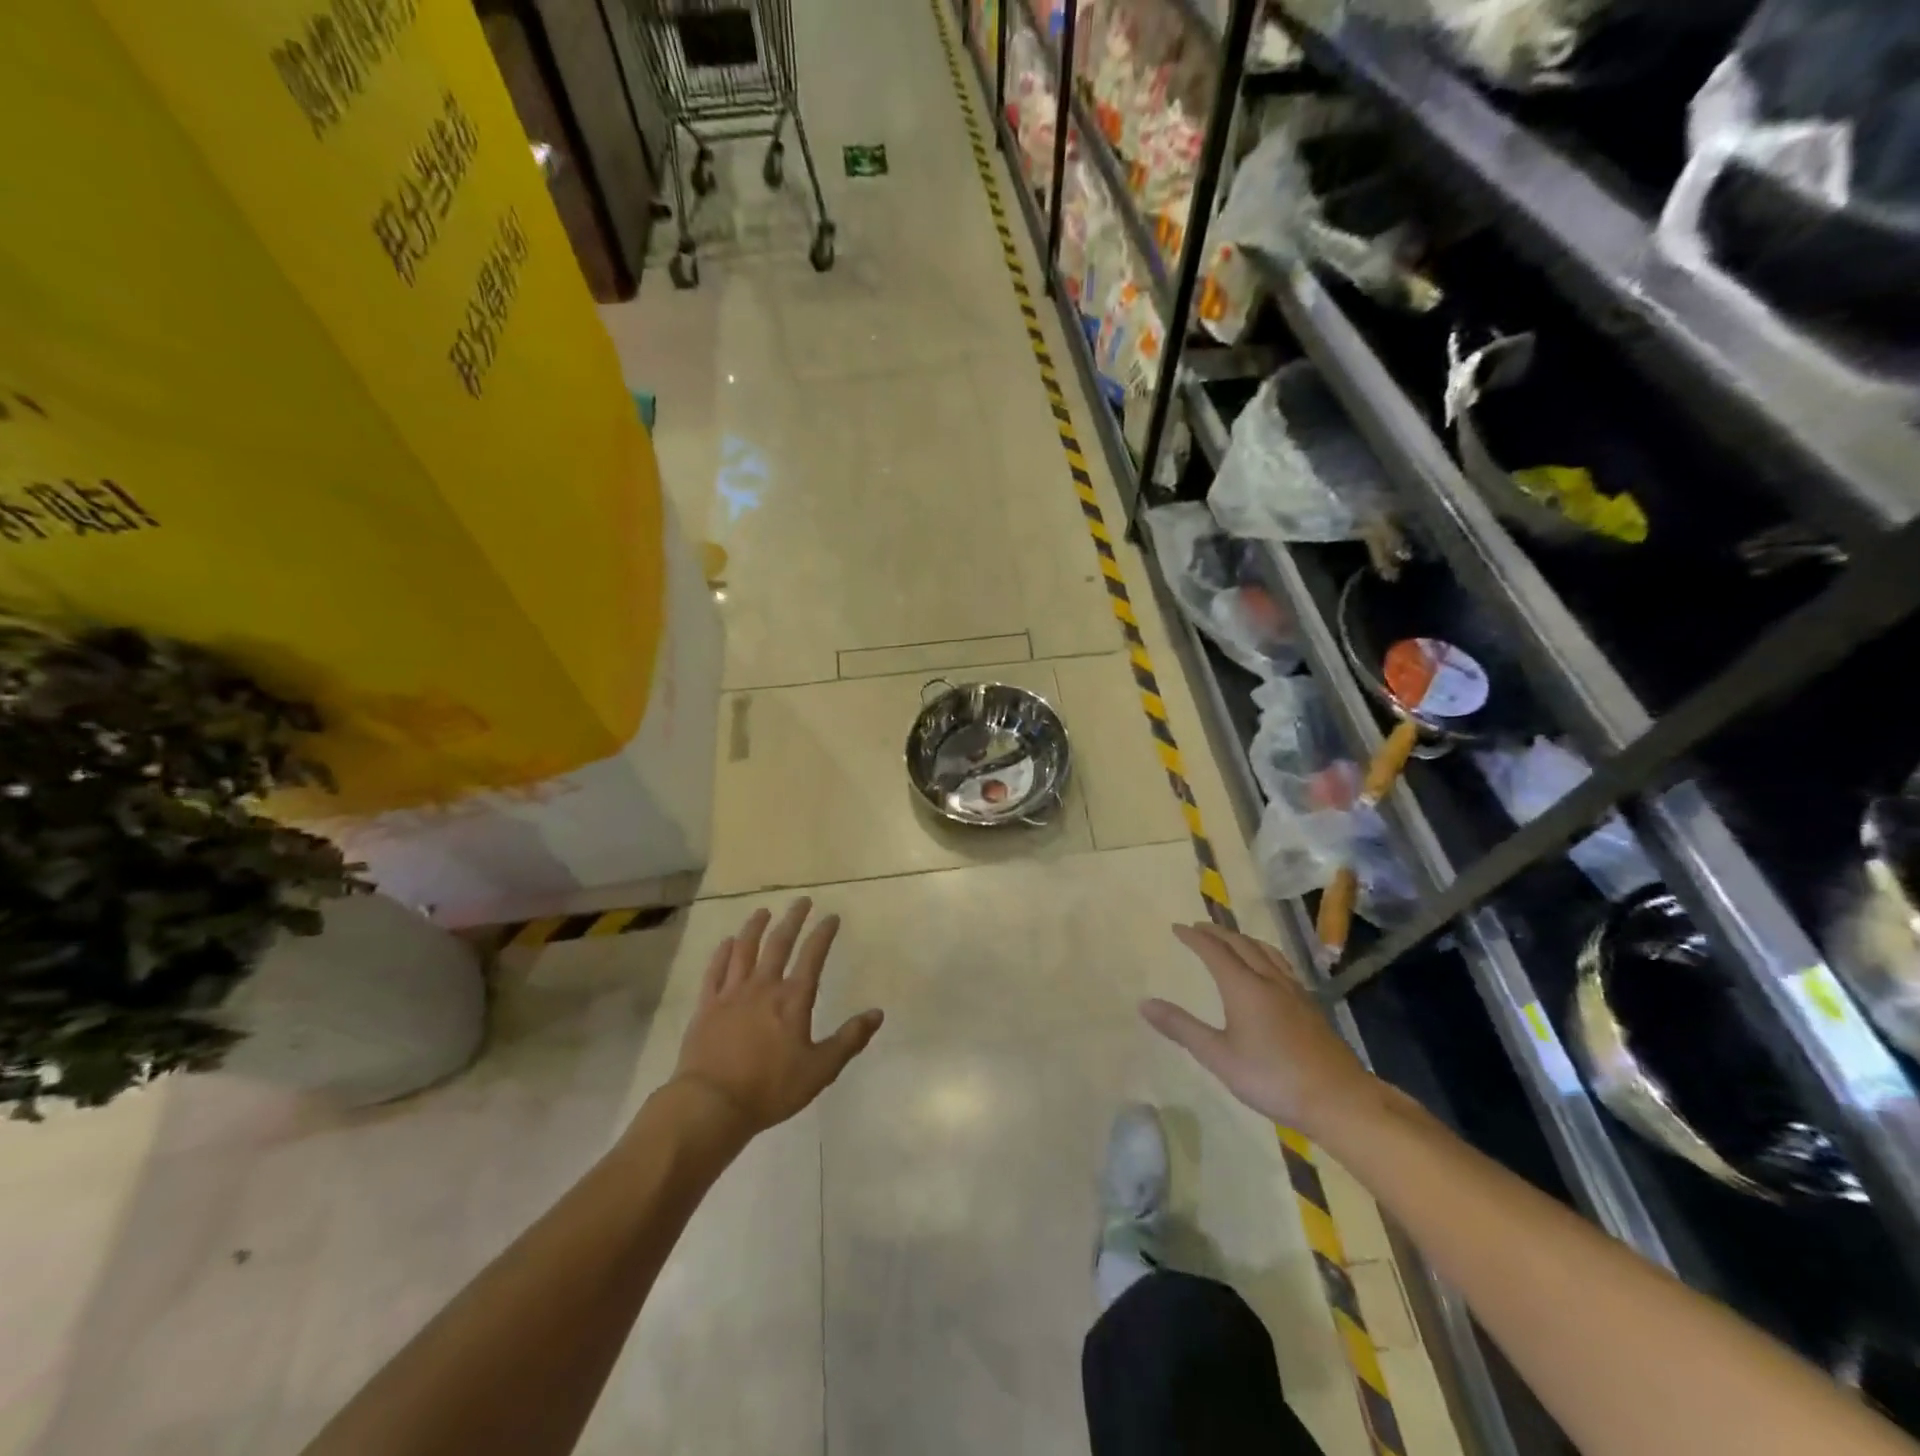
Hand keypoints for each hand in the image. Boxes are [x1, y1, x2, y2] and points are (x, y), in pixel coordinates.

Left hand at [668, 898, 883, 1137]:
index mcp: (793, 999)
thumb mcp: (820, 1070)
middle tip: (802, 901)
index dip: (823, 934)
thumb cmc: (771, 1088)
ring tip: (763, 912)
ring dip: (755, 928)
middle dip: (792, 919)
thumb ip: (849, 1040)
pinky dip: (722, 953)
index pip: (812, 956)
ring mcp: (731, 994)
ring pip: (744, 950)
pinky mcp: (707, 1006)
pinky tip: (727, 943)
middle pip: (778, 944)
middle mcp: (763, 987)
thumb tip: (877, 1013)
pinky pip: (715, 971)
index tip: (831, 917)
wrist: (712, 1104)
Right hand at [1142, 922, 1374, 1134]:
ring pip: (1266, 952)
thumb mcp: (1218, 1056)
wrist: (1338, 1100)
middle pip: (1242, 944)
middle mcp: (1269, 980)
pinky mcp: (1311, 1006)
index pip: (1214, 951)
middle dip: (1218, 933)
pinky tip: (1269, 971)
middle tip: (1199, 928)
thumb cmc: (1272, 1078)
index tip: (1177, 928)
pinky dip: (1264, 954)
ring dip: (1244, 940)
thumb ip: (1182, 1028)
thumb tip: (1145, 1003)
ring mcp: (1295, 992)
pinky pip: (1282, 965)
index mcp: (1244, 987)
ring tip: (1232, 940)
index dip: (1194, 937)